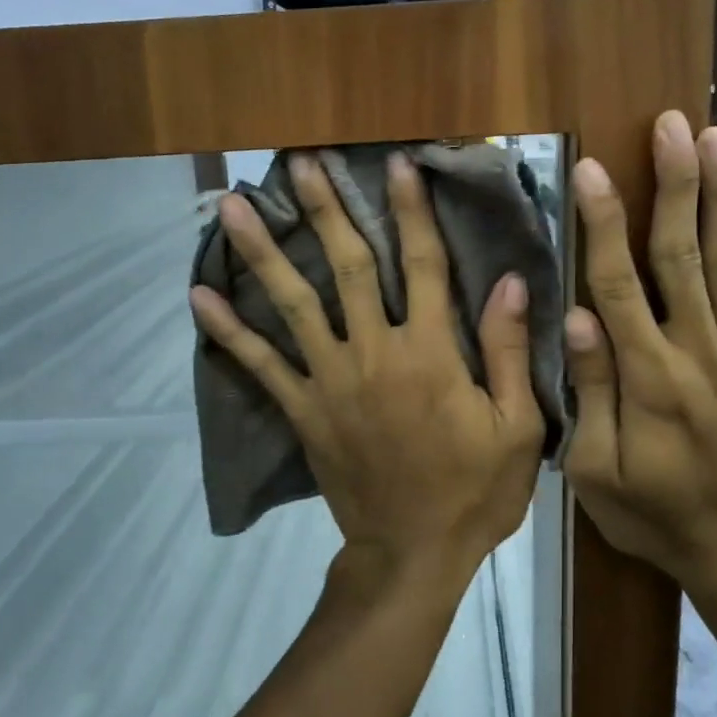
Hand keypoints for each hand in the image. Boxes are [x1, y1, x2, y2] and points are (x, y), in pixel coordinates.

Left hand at [191, 152, 545, 601]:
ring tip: (230, 206)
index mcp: (430, 354)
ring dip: (262, 251)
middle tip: (301, 161)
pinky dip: (228, 330)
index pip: (422, 265)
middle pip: (346, 267)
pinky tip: (199, 295)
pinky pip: (259, 366)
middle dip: (326, 210)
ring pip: (291, 304)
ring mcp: (329, 381)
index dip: (411, 211)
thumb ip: (508, 351)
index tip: (398, 164)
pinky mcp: (302, 411)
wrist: (412, 555)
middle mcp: (373, 353)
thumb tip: (507, 281)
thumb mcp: (517, 427)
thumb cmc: (473, 492)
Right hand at [563, 111, 716, 594]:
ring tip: (715, 138)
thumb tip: (576, 317)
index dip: (604, 225)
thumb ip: (590, 391)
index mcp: (648, 378)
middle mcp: (698, 351)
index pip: (620, 285)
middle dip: (675, 185)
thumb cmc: (648, 509)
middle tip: (671, 125)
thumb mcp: (595, 469)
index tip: (593, 170)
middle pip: (684, 255)